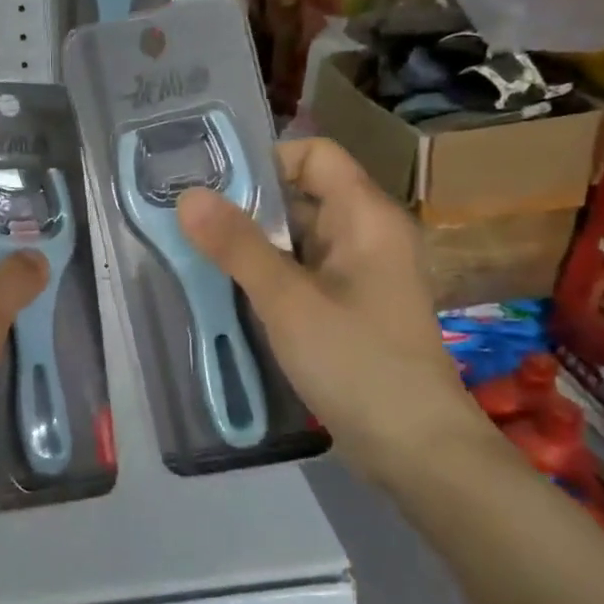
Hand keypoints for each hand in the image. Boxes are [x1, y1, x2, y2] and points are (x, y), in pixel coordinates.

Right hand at [177, 138, 488, 484]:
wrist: (415, 448)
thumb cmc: (356, 362)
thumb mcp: (287, 300)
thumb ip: (237, 245)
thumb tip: (187, 196)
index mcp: (366, 216)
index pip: (314, 155)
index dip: (265, 161)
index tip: (214, 187)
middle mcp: (367, 233)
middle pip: (301, 193)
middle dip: (247, 204)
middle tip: (192, 221)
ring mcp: (360, 272)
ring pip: (297, 235)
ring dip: (252, 242)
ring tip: (200, 253)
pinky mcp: (349, 305)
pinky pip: (302, 270)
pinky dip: (268, 272)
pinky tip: (232, 289)